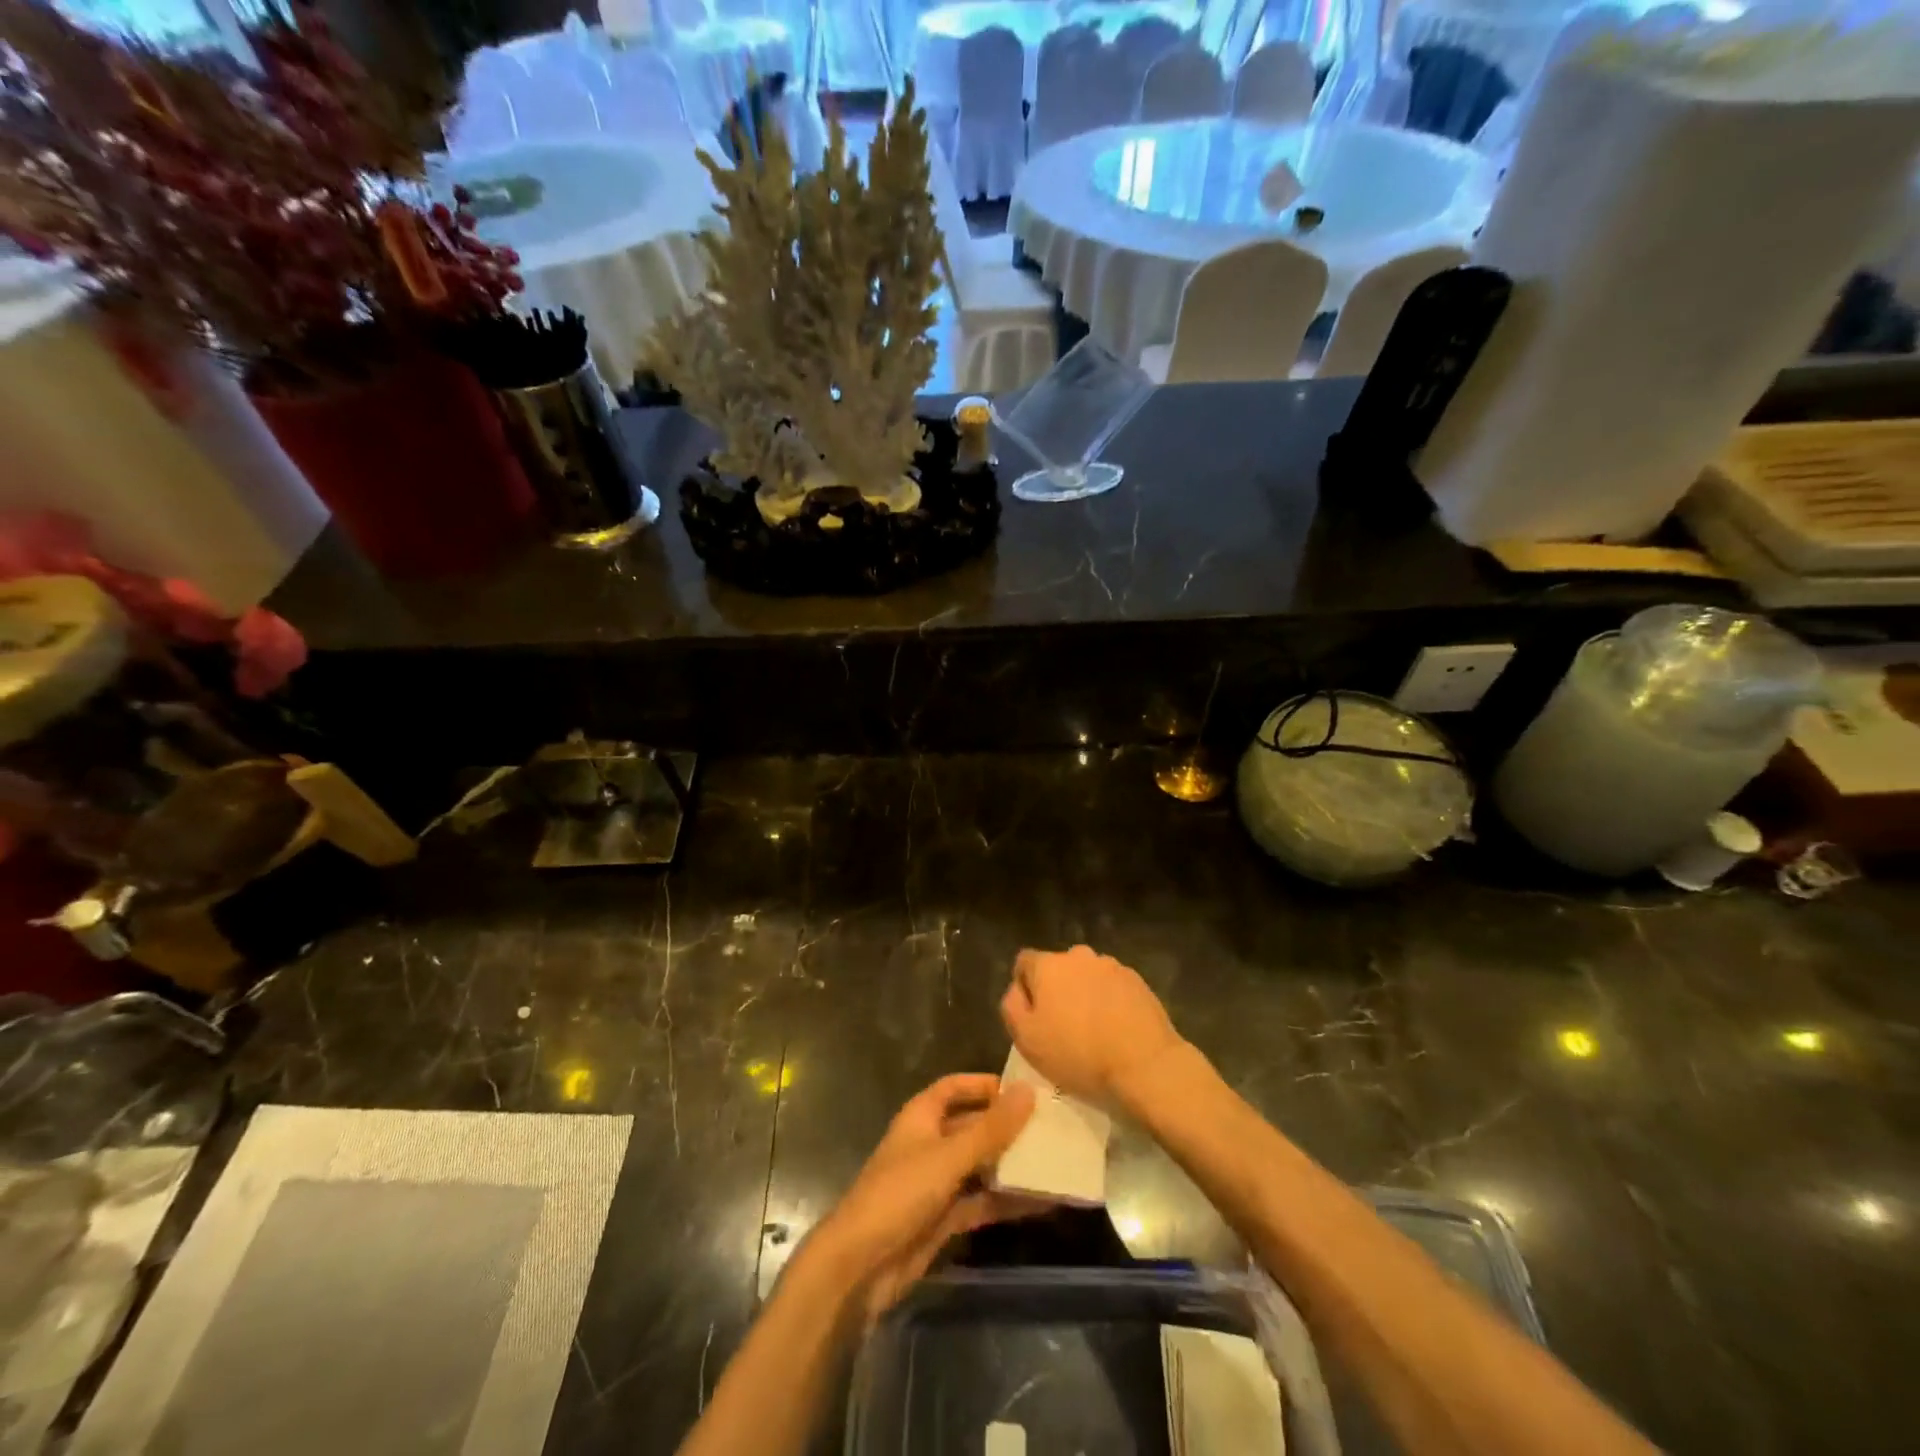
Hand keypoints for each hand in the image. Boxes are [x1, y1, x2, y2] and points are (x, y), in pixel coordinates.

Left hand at [808, 1074, 1040, 1322]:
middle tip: (1050, 1127)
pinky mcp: (943, 1219)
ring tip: (1054, 1162)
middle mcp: (929, 1144)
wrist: (860, 1266)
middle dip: (1005, 1126)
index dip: (983, 1084)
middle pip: (971, 1126)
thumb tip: (1029, 1091)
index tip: (1022, 1089)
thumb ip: (991, 1128)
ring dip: (1010, 1165)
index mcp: (921, 1117)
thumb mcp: (949, 1156)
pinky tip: (1041, 1203)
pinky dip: (1005, 1201)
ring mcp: (936, 1183)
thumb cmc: (900, 1194)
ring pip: (979, 1166)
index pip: (954, 1087)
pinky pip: (980, 1202)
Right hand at [1001, 945, 1183, 1103]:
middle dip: (1057, 990)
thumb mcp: (1027, 1039)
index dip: (1024, 988)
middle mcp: (1078, 955)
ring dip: (1084, 995)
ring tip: (1093, 1030)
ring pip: (1087, 977)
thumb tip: (1017, 989)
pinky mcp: (1137, 980)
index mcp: (1048, 965)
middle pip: (1058, 969)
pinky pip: (1112, 987)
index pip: (1024, 962)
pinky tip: (1116, 1029)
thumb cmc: (1077, 1054)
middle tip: (1062, 1027)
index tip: (1033, 1017)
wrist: (1145, 1064)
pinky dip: (1109, 1001)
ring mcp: (1111, 965)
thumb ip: (1011, 1006)